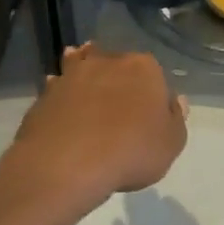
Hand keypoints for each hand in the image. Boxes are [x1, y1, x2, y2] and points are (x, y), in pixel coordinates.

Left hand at [0, 45, 187, 217]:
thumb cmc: (131, 152)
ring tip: (88, 94)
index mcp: (144, 68)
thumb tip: (175, 101)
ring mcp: (73, 74)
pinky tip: (63, 108)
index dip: (153, 93)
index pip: (154, 74)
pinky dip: (62, 93)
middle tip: (119, 106)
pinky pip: (59, 87)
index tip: (149, 113)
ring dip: (86, 74)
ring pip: (84, 66)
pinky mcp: (46, 92)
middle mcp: (108, 61)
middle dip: (119, 79)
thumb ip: (176, 119)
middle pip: (118, 65)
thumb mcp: (171, 144)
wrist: (68, 163)